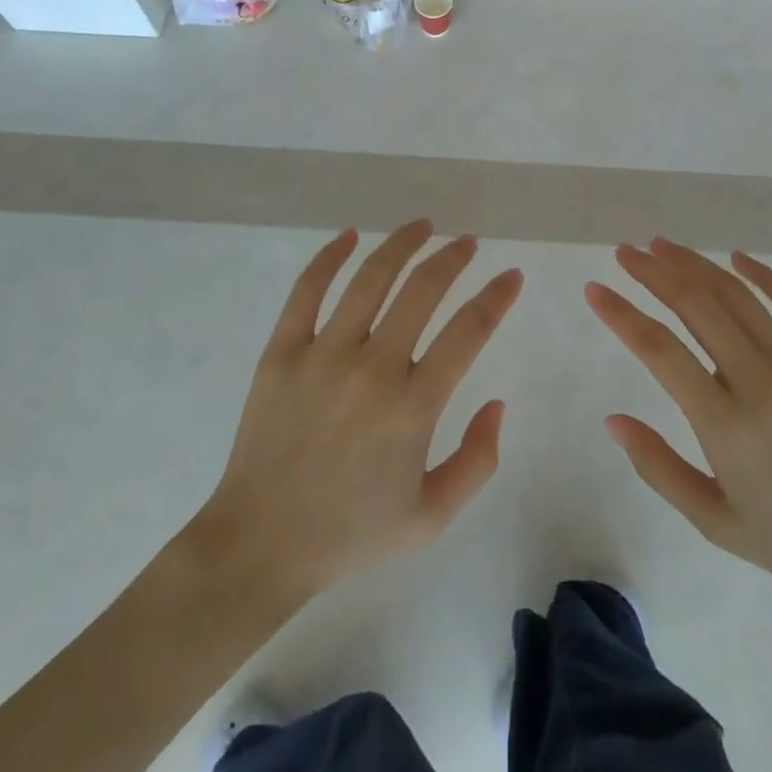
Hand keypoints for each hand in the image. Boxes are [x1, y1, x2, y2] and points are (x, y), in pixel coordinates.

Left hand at [191, 221, 521, 604]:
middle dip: (453, 258)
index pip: (469, 331)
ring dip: (402, 243)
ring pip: (370, 278)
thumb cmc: (351, 532)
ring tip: (423, 226)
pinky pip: (307, 290)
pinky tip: (350, 236)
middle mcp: (372, 369)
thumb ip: (478, 460)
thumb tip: (497, 402)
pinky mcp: (281, 352)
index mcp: (412, 408)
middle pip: (422, 290)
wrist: (260, 545)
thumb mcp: (432, 516)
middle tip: (468, 243)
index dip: (496, 297)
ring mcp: (322, 355)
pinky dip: (330, 257)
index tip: (510, 276)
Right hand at [588, 238, 771, 608]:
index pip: (659, 350)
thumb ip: (659, 468)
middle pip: (695, 306)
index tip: (595, 290)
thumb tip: (613, 420)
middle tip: (624, 253)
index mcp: (725, 424)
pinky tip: (736, 258)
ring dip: (695, 264)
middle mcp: (759, 380)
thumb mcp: (714, 522)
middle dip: (653, 273)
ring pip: (736, 295)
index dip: (621, 314)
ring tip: (662, 246)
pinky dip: (762, 273)